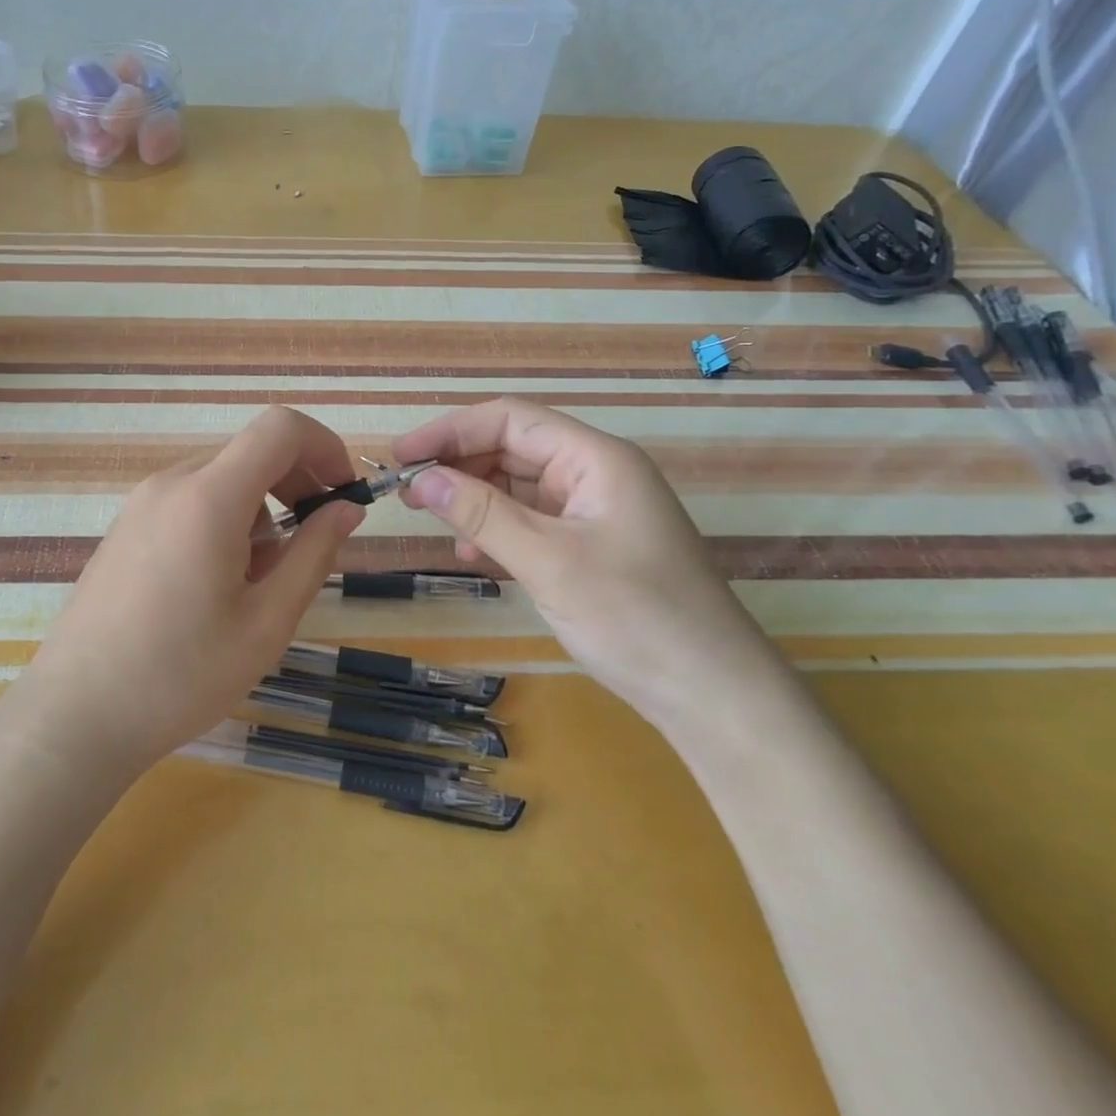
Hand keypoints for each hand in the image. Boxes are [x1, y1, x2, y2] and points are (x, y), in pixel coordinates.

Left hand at [6, 406, 363, 780]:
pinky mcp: (126, 527)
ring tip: (261, 578)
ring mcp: (141, 503)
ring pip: (222, 478)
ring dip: (260, 508)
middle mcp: (172, 483)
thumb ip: (313, 554)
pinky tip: (218, 582)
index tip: (343, 493)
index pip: (280, 428)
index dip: (324, 446)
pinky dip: (224, 519)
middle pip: (251, 451)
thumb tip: (346, 509)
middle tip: (315, 539)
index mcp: (209, 497)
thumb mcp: (266, 622)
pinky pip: (190, 500)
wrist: (75, 715)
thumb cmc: (181, 676)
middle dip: (296, 481)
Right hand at [394, 398, 781, 721]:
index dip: (451, 430)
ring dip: (475, 499)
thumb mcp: (549, 562)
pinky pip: (532, 521)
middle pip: (513, 448)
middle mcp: (595, 474)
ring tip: (435, 522)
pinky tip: (474, 554)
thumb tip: (420, 478)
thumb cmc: (635, 617)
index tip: (402, 457)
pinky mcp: (591, 546)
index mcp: (596, 459)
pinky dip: (497, 530)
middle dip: (460, 465)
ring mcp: (594, 511)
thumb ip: (482, 515)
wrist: (713, 696)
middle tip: (409, 493)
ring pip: (518, 486)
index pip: (511, 420)